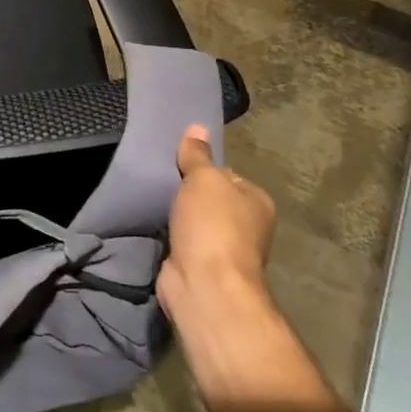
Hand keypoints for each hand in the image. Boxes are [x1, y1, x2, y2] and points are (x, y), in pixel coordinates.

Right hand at [157, 126, 277, 323]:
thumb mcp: (204, 179)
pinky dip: (169, 235)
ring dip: (177, 216)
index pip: (227, 175)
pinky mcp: (201, 266)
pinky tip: (154, 226)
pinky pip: (182, 240)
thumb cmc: (213, 225)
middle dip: (187, 194)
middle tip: (161, 181)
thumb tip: (198, 127)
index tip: (177, 166)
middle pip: (210, 199)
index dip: (202, 168)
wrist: (204, 284)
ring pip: (195, 221)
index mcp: (257, 202)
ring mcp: (224, 249)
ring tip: (153, 201)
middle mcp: (247, 226)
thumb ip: (197, 155)